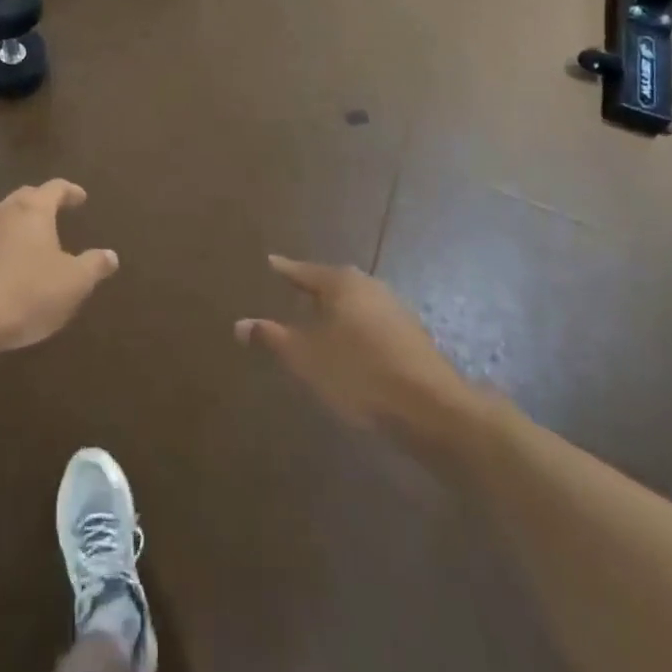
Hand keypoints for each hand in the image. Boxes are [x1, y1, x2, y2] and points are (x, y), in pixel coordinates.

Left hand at [0, 181, 117, 353]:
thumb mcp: (73, 283)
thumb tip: (111, 255)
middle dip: (43, 203)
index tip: (81, 198)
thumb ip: (94, 266)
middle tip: (58, 212)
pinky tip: (7, 267)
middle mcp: (3, 211)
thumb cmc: (26, 293)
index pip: (55, 188)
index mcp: (33, 210)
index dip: (70, 191)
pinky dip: (2, 246)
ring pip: (4, 218)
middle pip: (26, 197)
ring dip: (20, 225)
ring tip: (34, 242)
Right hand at [237, 256, 455, 429]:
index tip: (271, 262)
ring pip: (355, 303)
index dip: (286, 270)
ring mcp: (395, 309)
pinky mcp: (411, 336)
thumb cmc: (359, 374)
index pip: (305, 271)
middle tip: (294, 289)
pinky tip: (350, 346)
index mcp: (342, 284)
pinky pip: (371, 322)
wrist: (432, 409)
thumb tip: (239, 324)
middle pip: (334, 282)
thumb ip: (273, 338)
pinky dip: (355, 328)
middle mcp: (369, 286)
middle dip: (313, 288)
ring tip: (318, 319)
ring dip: (336, 311)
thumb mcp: (307, 358)